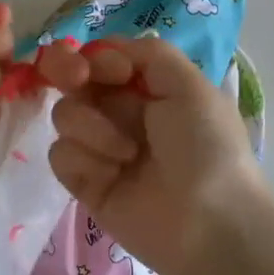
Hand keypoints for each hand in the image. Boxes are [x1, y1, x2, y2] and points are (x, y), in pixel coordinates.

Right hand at [37, 36, 264, 274]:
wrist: (211, 223)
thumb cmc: (208, 147)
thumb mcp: (191, 85)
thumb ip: (148, 54)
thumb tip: (104, 51)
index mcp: (149, 88)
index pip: (102, 58)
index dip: (95, 56)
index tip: (107, 69)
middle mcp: (121, 114)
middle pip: (72, 80)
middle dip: (69, 72)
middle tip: (77, 79)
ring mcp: (101, 149)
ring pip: (65, 115)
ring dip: (93, 128)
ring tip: (128, 154)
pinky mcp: (86, 184)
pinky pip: (61, 154)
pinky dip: (84, 161)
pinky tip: (112, 175)